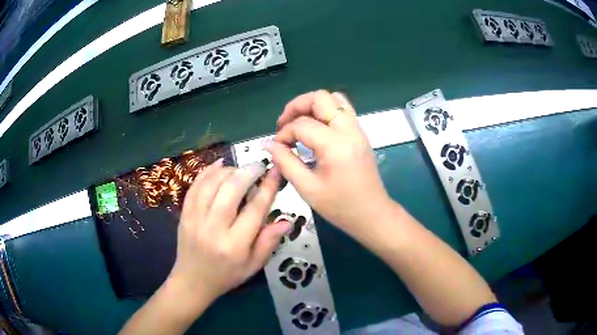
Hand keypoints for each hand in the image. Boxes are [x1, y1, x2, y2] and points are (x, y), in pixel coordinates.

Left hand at [167, 159, 289, 303]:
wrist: (192, 281)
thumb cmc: (226, 276)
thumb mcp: (253, 266)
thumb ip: (269, 242)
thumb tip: (287, 222)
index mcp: (234, 245)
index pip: (254, 210)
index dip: (267, 188)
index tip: (275, 171)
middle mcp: (213, 229)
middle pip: (230, 190)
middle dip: (247, 172)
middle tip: (259, 166)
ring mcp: (194, 219)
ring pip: (211, 184)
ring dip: (228, 171)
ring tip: (240, 169)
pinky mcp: (184, 214)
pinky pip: (194, 186)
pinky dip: (207, 172)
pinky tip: (219, 165)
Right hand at [266, 90, 391, 235]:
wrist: (372, 214)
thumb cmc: (341, 207)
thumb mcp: (308, 189)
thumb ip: (286, 163)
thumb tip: (269, 145)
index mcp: (335, 144)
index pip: (302, 124)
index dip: (283, 133)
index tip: (276, 148)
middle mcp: (349, 130)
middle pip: (320, 98)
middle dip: (297, 106)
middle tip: (284, 124)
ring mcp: (357, 129)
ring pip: (334, 99)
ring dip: (312, 105)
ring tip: (299, 122)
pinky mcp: (360, 134)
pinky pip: (342, 110)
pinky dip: (325, 111)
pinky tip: (315, 129)